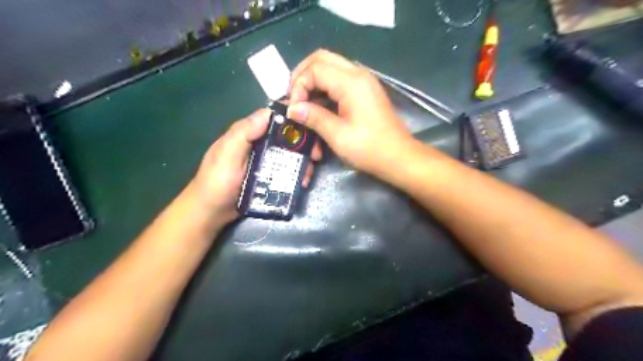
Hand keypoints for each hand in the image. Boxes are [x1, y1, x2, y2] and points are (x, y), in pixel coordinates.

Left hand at [191, 109, 320, 224]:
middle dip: (305, 144)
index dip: (294, 120)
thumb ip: (243, 133)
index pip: (275, 119)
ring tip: (308, 174)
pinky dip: (297, 174)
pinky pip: (287, 171)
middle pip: (288, 138)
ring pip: (291, 155)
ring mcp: (266, 162)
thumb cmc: (216, 181)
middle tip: (316, 156)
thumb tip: (268, 112)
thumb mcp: (226, 154)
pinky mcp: (270, 177)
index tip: (312, 127)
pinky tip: (302, 182)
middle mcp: (260, 144)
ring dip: (303, 162)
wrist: (211, 212)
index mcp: (249, 134)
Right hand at [289, 48, 414, 176]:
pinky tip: (318, 108)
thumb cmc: (370, 149)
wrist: (399, 157)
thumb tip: (292, 109)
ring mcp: (363, 81)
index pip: (315, 68)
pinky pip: (339, 80)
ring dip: (313, 82)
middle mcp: (358, 74)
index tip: (294, 108)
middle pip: (322, 59)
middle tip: (294, 98)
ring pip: (330, 67)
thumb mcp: (338, 136)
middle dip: (302, 76)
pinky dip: (324, 90)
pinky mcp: (364, 91)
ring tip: (302, 104)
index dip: (298, 85)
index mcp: (351, 83)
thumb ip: (314, 117)